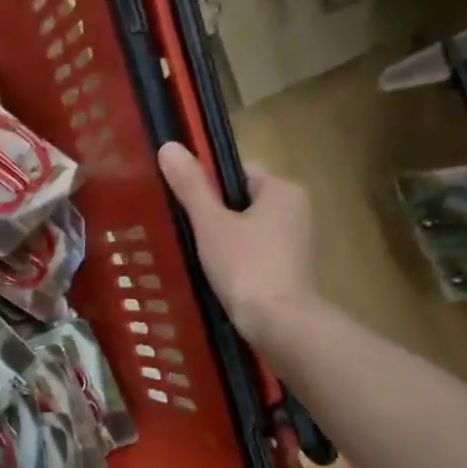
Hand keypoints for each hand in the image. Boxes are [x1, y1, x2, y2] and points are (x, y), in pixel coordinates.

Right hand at [158, 143, 318, 343]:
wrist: (278, 322)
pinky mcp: (292, 269)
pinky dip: (237, 260)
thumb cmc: (245, 265)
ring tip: (197, 256)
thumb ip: (191, 186)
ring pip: (249, 229)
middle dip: (216, 214)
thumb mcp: (211, 223)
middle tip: (186, 231)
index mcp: (283, 190)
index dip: (209, 185)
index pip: (238, 172)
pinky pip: (257, 252)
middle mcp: (297, 209)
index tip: (185, 204)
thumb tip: (169, 145)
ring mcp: (297, 241)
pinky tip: (218, 275)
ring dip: (225, 239)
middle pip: (243, 201)